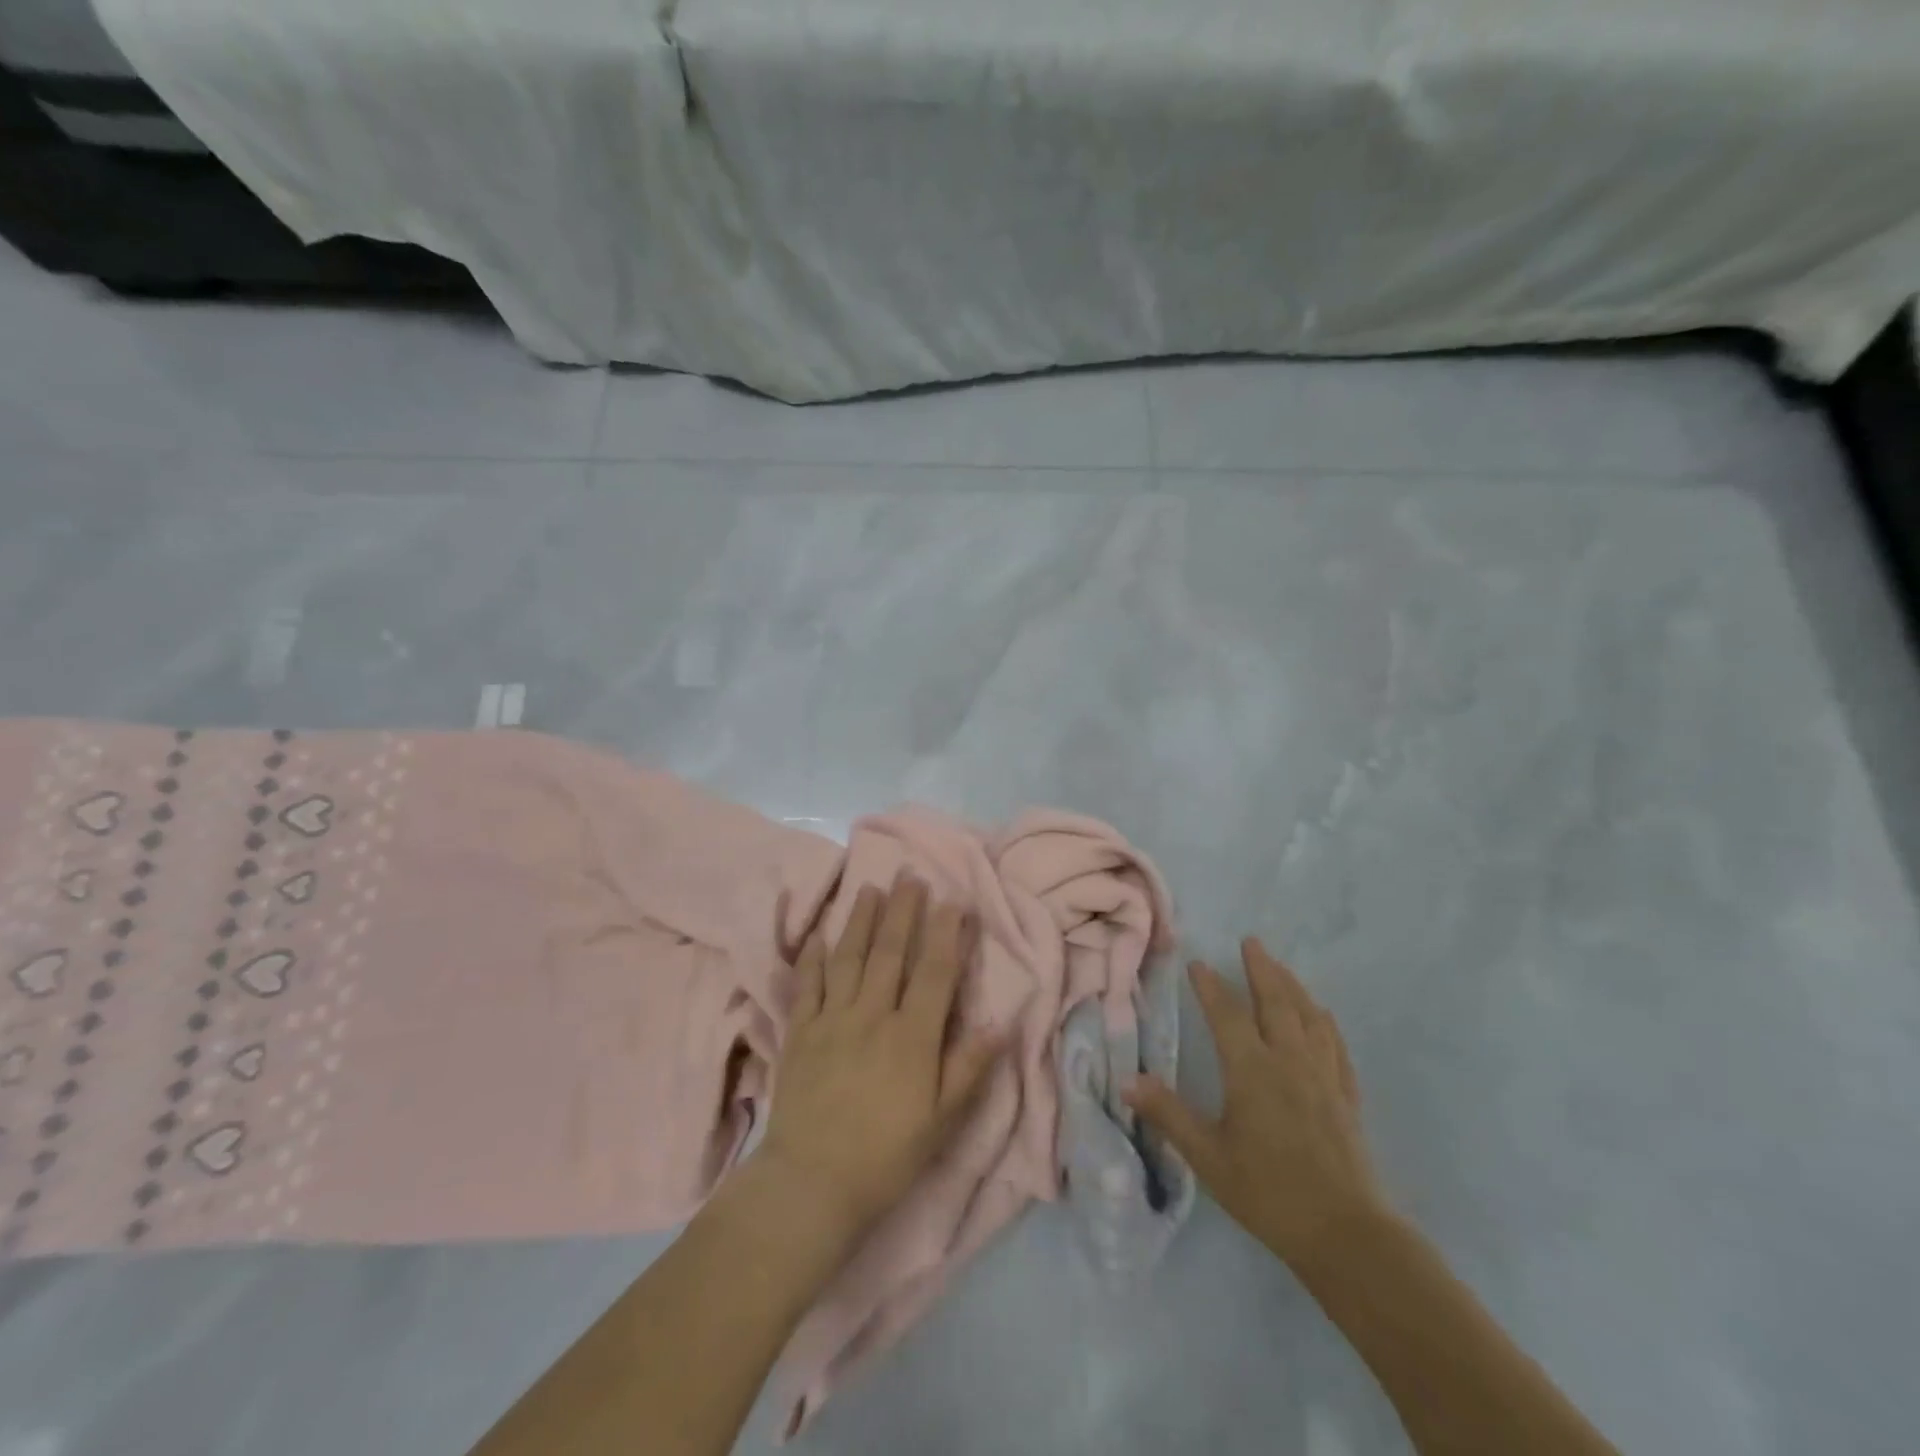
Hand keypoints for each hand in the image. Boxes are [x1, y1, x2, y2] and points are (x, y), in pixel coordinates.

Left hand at [755, 879, 1001, 1239]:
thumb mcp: (942, 1120)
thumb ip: (969, 1068)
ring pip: (849, 958)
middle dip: (903, 910)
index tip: (954, 900)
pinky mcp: (800, 1033)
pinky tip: (818, 936)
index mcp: (912, 1036)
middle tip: (910, 875)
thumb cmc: (887, 1155)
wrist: (812, 1183)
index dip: (946, 933)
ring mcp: (832, 1020)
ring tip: (869, 887)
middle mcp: (872, 1015)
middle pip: (890, 952)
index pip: (935, 972)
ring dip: (860, 920)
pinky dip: (813, 957)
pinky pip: (807, 985)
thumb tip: (1001, 1023)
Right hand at [1126, 938, 1384, 1269]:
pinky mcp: (1347, 1097)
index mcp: (1252, 1071)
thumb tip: (1127, 1080)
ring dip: (1293, 987)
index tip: (1197, 963)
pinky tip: (1323, 1016)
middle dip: (1261, 969)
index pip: (1226, 1015)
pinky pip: (1336, 1046)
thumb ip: (1169, 1115)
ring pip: (1308, 1017)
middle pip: (1275, 1003)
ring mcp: (1323, 1077)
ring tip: (1281, 968)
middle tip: (1251, 942)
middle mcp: (1289, 1062)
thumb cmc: (1269, 1193)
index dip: (1210, 986)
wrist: (1346, 1235)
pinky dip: (1325, 1023)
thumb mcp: (1208, 1157)